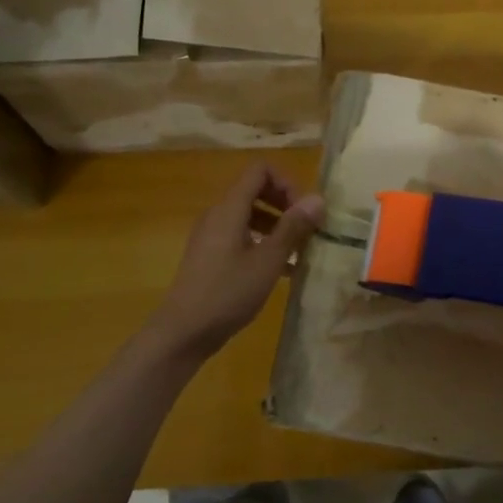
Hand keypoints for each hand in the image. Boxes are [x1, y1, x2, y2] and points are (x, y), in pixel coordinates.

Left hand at [149, 163, 324, 359]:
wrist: (184, 331)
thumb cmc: (227, 293)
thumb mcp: (267, 261)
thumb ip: (292, 228)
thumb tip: (318, 199)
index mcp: (229, 209)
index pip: (260, 170)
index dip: (287, 182)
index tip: (304, 211)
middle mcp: (218, 215)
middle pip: (255, 191)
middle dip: (285, 205)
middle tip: (307, 230)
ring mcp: (211, 236)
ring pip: (249, 216)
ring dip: (277, 227)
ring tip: (299, 252)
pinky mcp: (210, 256)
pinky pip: (240, 237)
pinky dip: (262, 244)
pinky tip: (281, 270)